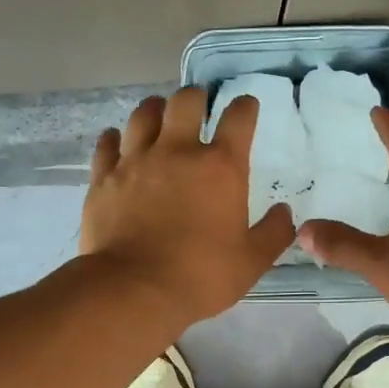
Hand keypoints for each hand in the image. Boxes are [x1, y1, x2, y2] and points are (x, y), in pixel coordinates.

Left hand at [82, 87, 294, 327]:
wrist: (134, 290)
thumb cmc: (200, 276)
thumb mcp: (251, 262)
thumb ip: (273, 233)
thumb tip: (284, 212)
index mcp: (220, 167)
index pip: (239, 118)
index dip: (245, 107)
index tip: (246, 108)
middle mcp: (177, 151)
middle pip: (186, 101)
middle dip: (196, 97)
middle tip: (199, 106)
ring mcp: (136, 161)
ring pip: (143, 114)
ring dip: (155, 110)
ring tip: (159, 117)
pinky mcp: (103, 178)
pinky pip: (107, 143)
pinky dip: (115, 138)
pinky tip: (118, 142)